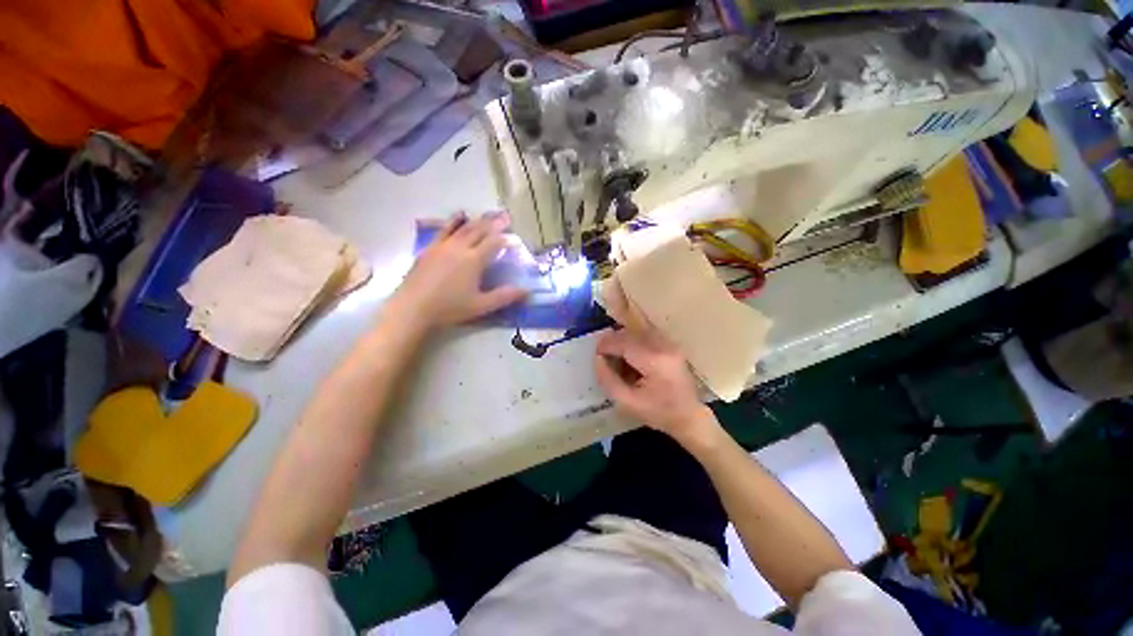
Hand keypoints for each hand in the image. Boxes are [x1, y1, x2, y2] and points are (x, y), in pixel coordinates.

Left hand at [392, 213, 526, 328]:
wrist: (413, 308)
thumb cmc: (449, 308)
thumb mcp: (481, 305)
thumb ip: (504, 296)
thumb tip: (526, 291)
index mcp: (474, 260)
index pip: (493, 244)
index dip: (505, 239)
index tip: (514, 237)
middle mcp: (459, 248)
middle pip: (479, 230)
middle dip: (493, 223)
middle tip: (504, 216)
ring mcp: (442, 246)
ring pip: (462, 227)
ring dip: (476, 220)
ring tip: (485, 214)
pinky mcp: (429, 248)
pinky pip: (444, 230)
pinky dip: (453, 222)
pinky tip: (457, 218)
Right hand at [594, 328, 719, 446]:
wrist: (689, 416)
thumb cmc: (658, 412)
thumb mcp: (627, 403)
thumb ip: (608, 380)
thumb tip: (597, 359)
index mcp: (654, 360)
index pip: (623, 342)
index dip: (606, 346)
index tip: (596, 355)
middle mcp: (664, 345)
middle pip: (630, 333)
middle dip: (613, 342)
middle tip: (605, 358)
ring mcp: (670, 343)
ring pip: (638, 330)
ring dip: (623, 340)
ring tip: (617, 357)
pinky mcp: (671, 344)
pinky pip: (646, 333)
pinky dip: (634, 340)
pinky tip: (631, 356)